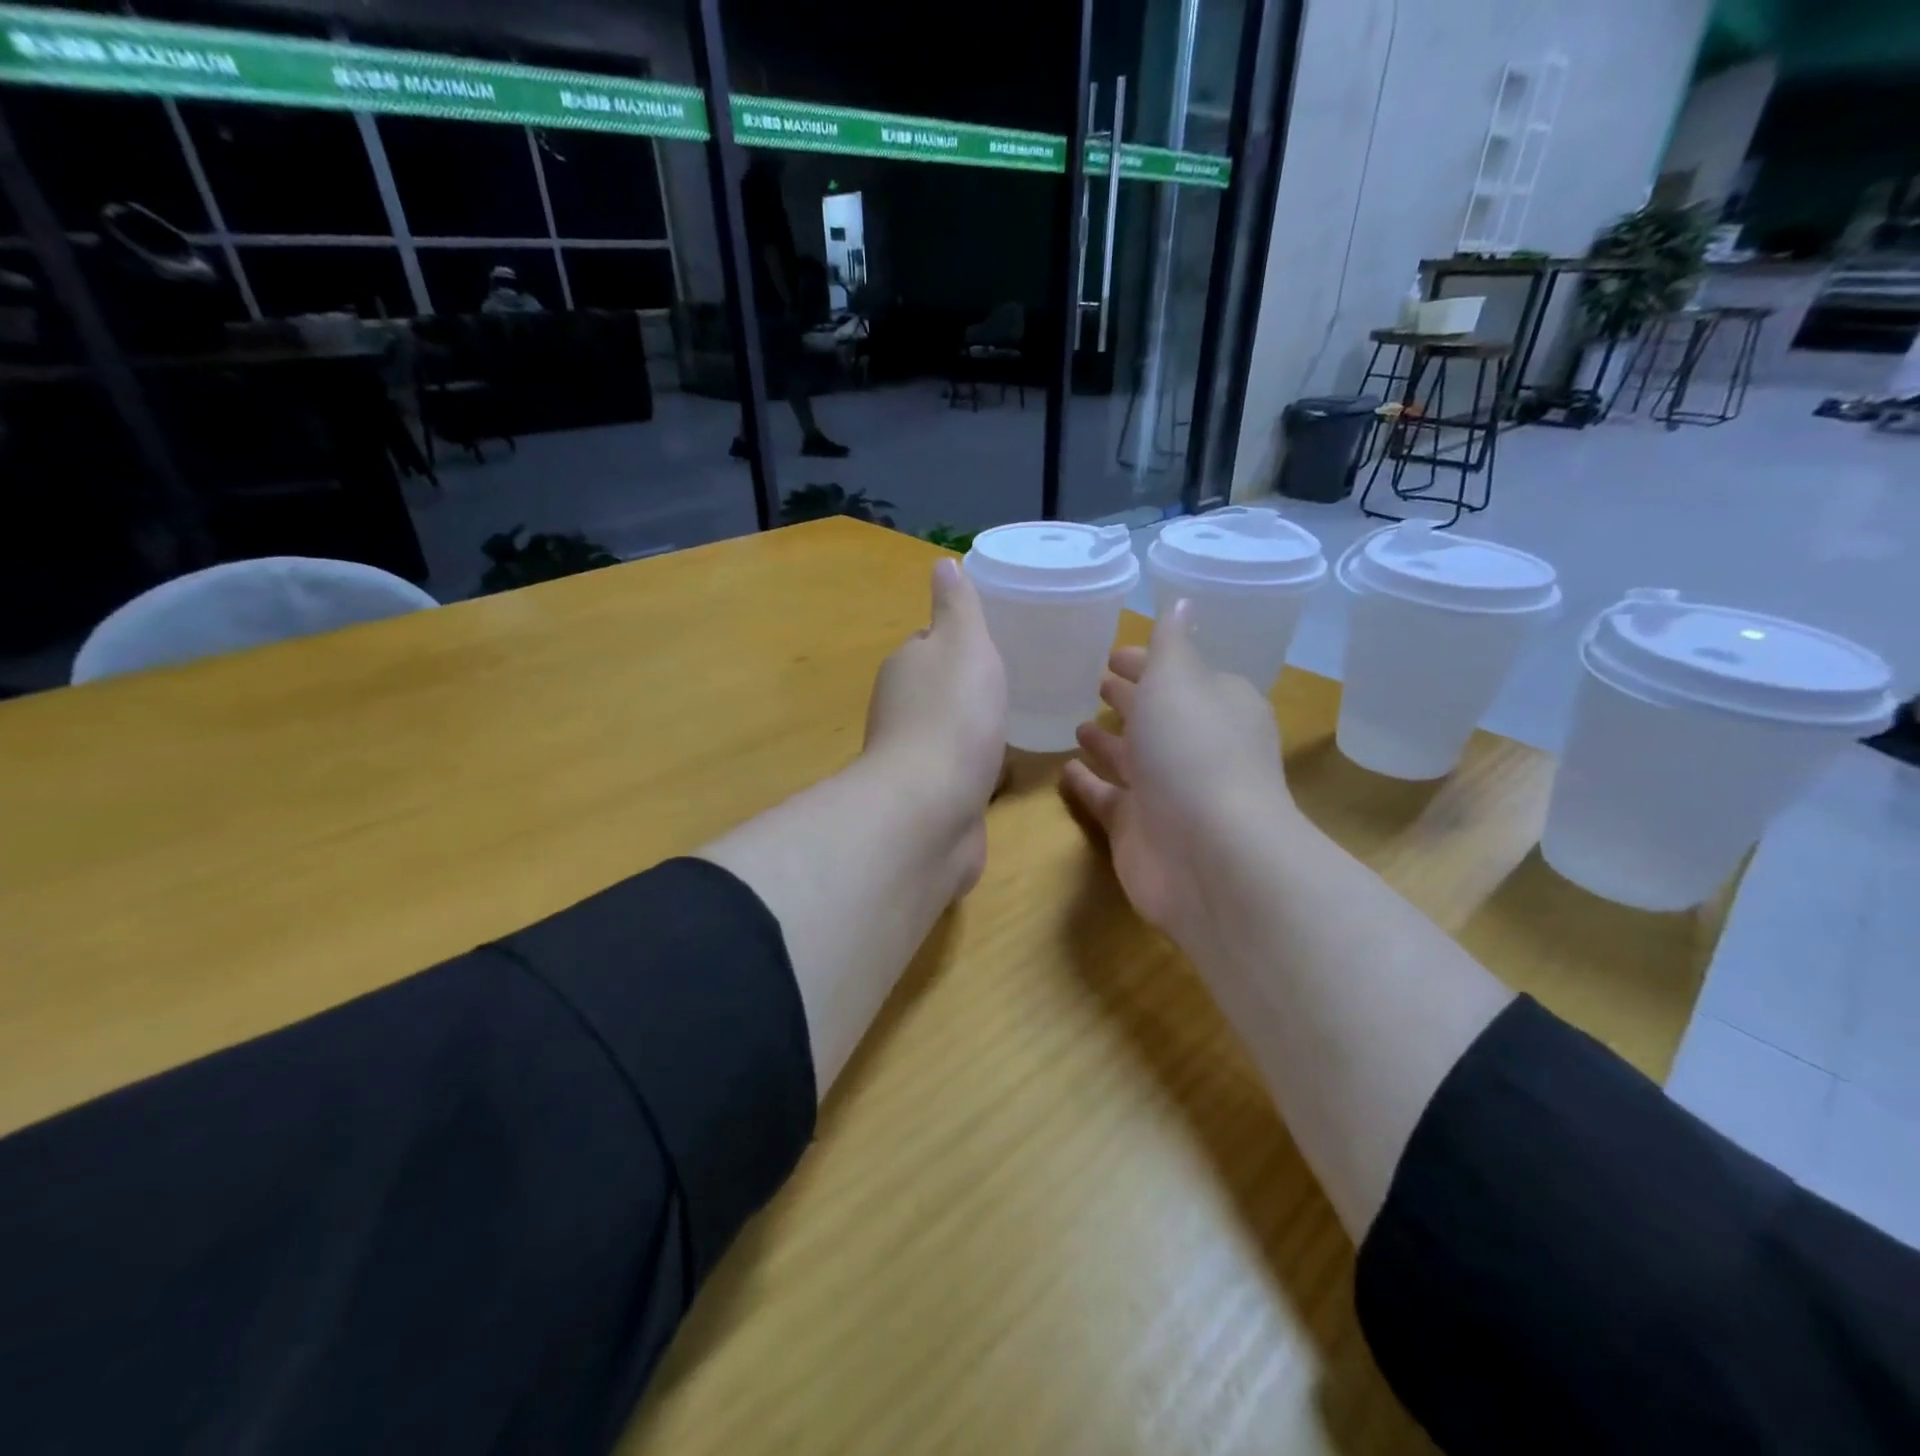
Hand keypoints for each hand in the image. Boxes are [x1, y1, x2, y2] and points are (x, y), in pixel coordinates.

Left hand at [862, 558, 1008, 894]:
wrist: (931, 809)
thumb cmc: (954, 716)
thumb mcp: (964, 644)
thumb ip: (957, 607)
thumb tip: (942, 564)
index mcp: (906, 667)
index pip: (928, 644)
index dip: (956, 642)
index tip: (989, 645)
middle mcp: (900, 709)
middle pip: (936, 689)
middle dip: (966, 688)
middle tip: (1010, 686)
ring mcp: (913, 757)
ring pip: (947, 732)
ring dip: (971, 730)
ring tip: (1010, 727)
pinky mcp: (929, 798)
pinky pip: (957, 772)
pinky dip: (975, 769)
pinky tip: (1001, 773)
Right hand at [1062, 600, 1293, 946]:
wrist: (1208, 855)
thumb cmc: (1194, 751)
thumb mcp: (1179, 680)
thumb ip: (1171, 644)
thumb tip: (1183, 601)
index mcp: (1215, 705)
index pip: (1178, 673)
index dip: (1147, 661)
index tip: (1112, 651)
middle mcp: (1195, 746)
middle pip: (1156, 716)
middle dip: (1128, 698)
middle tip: (1092, 681)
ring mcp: (1167, 791)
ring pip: (1132, 758)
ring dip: (1108, 740)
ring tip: (1076, 721)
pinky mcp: (1139, 828)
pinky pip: (1108, 797)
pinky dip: (1089, 783)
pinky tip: (1064, 769)